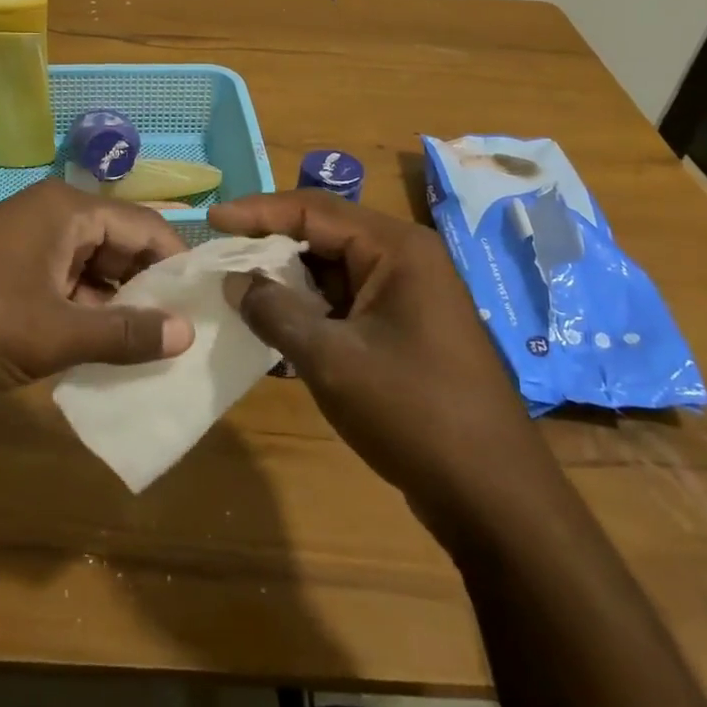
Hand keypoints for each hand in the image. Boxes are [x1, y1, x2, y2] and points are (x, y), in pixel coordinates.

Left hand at [0, 180, 194, 395]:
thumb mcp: (53, 333)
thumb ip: (123, 333)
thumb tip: (186, 334)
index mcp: (69, 210)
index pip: (146, 227)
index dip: (178, 267)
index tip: (207, 309)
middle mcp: (54, 217)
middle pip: (122, 248)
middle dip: (151, 292)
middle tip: (188, 338)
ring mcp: (30, 246)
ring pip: (95, 272)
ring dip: (120, 309)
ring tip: (159, 353)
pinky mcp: (13, 275)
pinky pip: (67, 289)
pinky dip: (88, 318)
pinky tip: (110, 354)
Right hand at [208, 191, 534, 505]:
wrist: (494, 498)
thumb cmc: (414, 414)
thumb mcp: (332, 360)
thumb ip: (276, 312)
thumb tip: (235, 282)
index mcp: (397, 249)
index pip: (314, 209)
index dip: (258, 211)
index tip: (212, 218)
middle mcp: (406, 259)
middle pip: (325, 234)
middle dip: (271, 246)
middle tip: (220, 257)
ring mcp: (409, 295)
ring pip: (334, 271)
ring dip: (288, 281)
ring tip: (237, 291)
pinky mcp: (406, 329)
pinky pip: (347, 302)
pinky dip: (311, 309)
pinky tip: (276, 327)